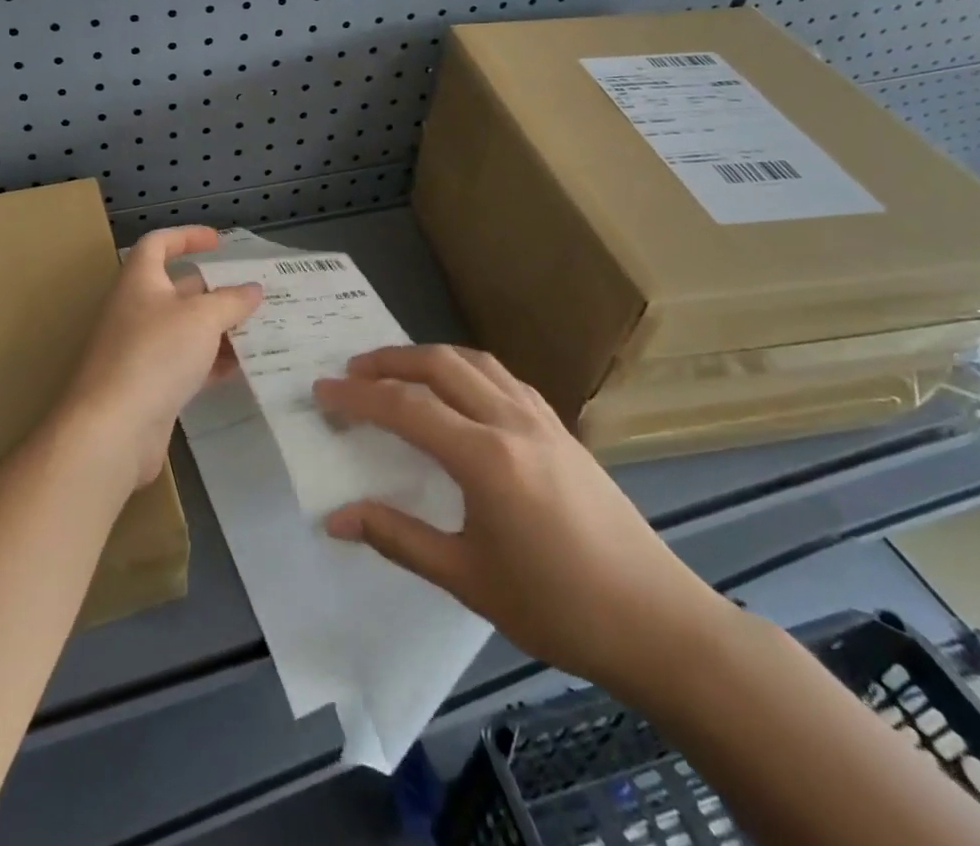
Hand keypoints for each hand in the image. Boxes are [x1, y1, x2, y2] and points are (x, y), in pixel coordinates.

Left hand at [60, 227, 262, 492]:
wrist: (112, 429)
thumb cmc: (155, 355)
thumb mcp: (202, 319)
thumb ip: (231, 301)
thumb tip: (252, 289)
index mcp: (139, 282)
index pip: (158, 244)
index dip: (186, 236)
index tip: (219, 242)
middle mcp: (135, 310)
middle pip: (176, 290)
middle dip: (213, 291)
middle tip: (251, 295)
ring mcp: (139, 350)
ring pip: (184, 330)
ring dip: (217, 330)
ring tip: (257, 332)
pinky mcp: (147, 386)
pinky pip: (183, 364)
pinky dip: (209, 363)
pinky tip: (239, 370)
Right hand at [314, 345, 734, 698]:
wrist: (658, 622)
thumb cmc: (557, 607)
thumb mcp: (467, 579)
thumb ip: (398, 538)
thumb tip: (335, 519)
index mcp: (485, 458)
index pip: (406, 408)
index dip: (357, 397)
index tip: (322, 391)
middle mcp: (511, 422)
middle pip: (439, 365)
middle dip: (389, 361)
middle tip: (352, 371)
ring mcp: (541, 419)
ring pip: (474, 362)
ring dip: (428, 357)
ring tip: (397, 371)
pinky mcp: (561, 428)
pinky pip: (503, 378)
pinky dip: (466, 369)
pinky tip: (459, 391)